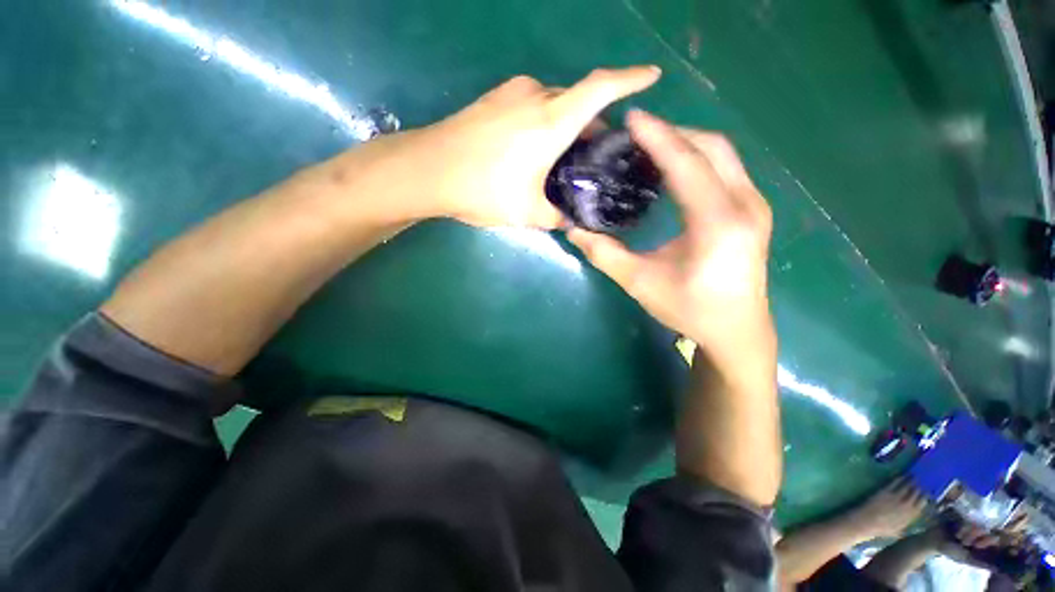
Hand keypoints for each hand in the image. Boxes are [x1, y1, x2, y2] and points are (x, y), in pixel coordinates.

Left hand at [366, 67, 660, 227]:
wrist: (427, 170)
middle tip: (593, 157)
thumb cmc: (482, 189)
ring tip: (562, 160)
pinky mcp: (495, 99)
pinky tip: (534, 151)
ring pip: (554, 103)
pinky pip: (532, 105)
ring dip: (565, 126)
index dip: (630, 79)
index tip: (652, 75)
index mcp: (551, 121)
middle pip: (578, 101)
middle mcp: (535, 96)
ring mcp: (512, 93)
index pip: (601, 89)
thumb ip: (555, 216)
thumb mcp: (527, 212)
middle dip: (592, 125)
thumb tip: (569, 221)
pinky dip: (544, 123)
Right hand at [567, 110, 772, 355]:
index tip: (632, 119)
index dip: (658, 137)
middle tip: (637, 134)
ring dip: (686, 143)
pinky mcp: (752, 210)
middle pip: (711, 148)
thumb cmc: (690, 310)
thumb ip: (604, 254)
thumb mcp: (640, 283)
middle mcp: (745, 205)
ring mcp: (754, 205)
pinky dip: (697, 159)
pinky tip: (674, 169)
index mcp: (718, 223)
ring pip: (722, 155)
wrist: (737, 330)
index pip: (687, 164)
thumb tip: (573, 229)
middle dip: (673, 133)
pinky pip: (725, 169)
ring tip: (651, 146)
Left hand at [849, 478, 927, 538]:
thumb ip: (907, 526)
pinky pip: (895, 483)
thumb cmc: (882, 529)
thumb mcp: (899, 531)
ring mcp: (897, 498)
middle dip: (921, 486)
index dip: (926, 496)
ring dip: (912, 480)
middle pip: (917, 493)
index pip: (923, 503)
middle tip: (924, 479)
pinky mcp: (886, 492)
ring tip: (916, 475)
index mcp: (911, 516)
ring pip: (908, 487)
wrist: (867, 522)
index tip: (929, 490)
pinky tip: (903, 475)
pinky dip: (900, 478)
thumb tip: (914, 526)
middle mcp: (907, 506)